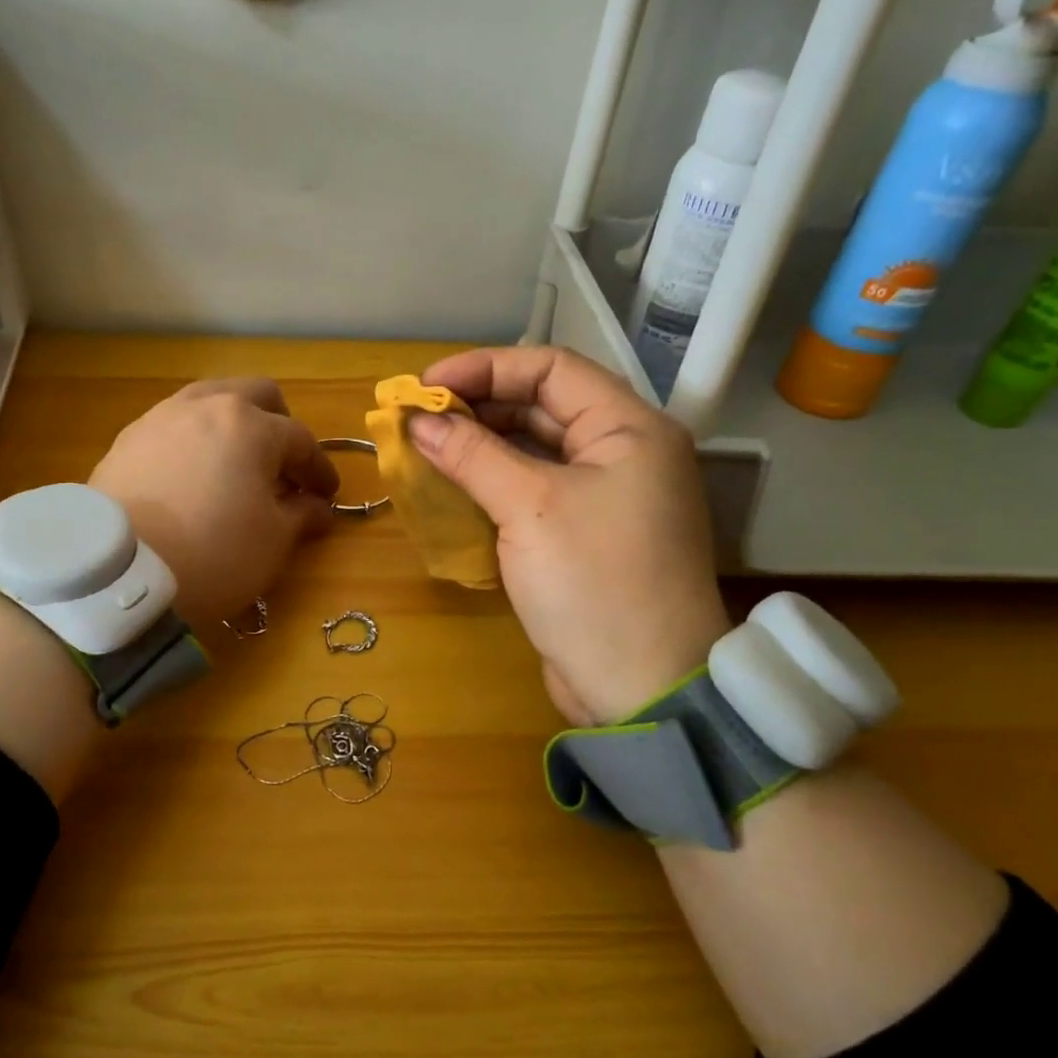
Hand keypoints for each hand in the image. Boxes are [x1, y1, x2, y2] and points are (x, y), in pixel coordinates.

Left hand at [90, 378, 339, 626]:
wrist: (118, 572)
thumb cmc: (213, 552)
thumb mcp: (272, 541)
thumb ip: (301, 515)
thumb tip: (317, 507)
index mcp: (251, 425)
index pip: (301, 440)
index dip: (319, 469)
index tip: (327, 496)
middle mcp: (206, 406)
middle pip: (256, 395)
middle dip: (279, 425)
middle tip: (283, 465)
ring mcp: (161, 418)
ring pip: (209, 400)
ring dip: (233, 424)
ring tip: (235, 463)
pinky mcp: (127, 440)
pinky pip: (174, 425)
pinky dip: (194, 440)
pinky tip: (191, 475)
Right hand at [408, 346, 728, 724]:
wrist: (641, 689)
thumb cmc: (593, 582)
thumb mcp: (529, 507)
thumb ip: (471, 455)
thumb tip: (417, 420)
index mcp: (629, 428)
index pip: (550, 368)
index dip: (484, 368)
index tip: (425, 387)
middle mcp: (622, 452)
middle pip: (541, 406)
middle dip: (476, 407)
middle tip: (416, 417)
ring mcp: (604, 495)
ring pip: (533, 449)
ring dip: (479, 445)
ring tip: (424, 447)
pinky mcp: (582, 533)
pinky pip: (532, 489)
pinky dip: (492, 482)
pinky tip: (450, 485)